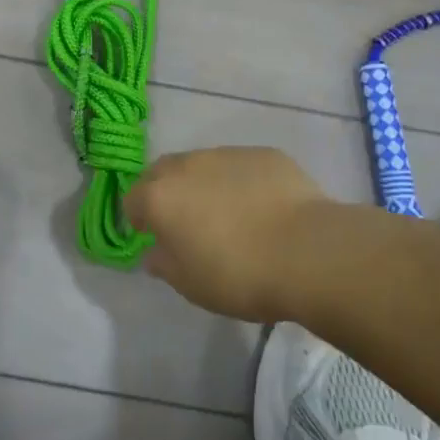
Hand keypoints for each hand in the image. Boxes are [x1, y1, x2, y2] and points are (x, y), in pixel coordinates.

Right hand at [125, 147, 336, 321]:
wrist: (308, 252)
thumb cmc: (239, 275)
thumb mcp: (190, 285)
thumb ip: (164, 264)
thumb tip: (155, 252)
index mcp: (160, 197)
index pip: (132, 199)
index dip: (138, 219)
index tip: (153, 238)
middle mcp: (187, 165)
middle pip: (162, 172)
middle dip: (166, 192)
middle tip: (185, 222)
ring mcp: (227, 154)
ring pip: (203, 165)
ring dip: (204, 184)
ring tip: (228, 215)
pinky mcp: (264, 154)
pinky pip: (241, 166)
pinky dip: (241, 182)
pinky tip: (263, 208)